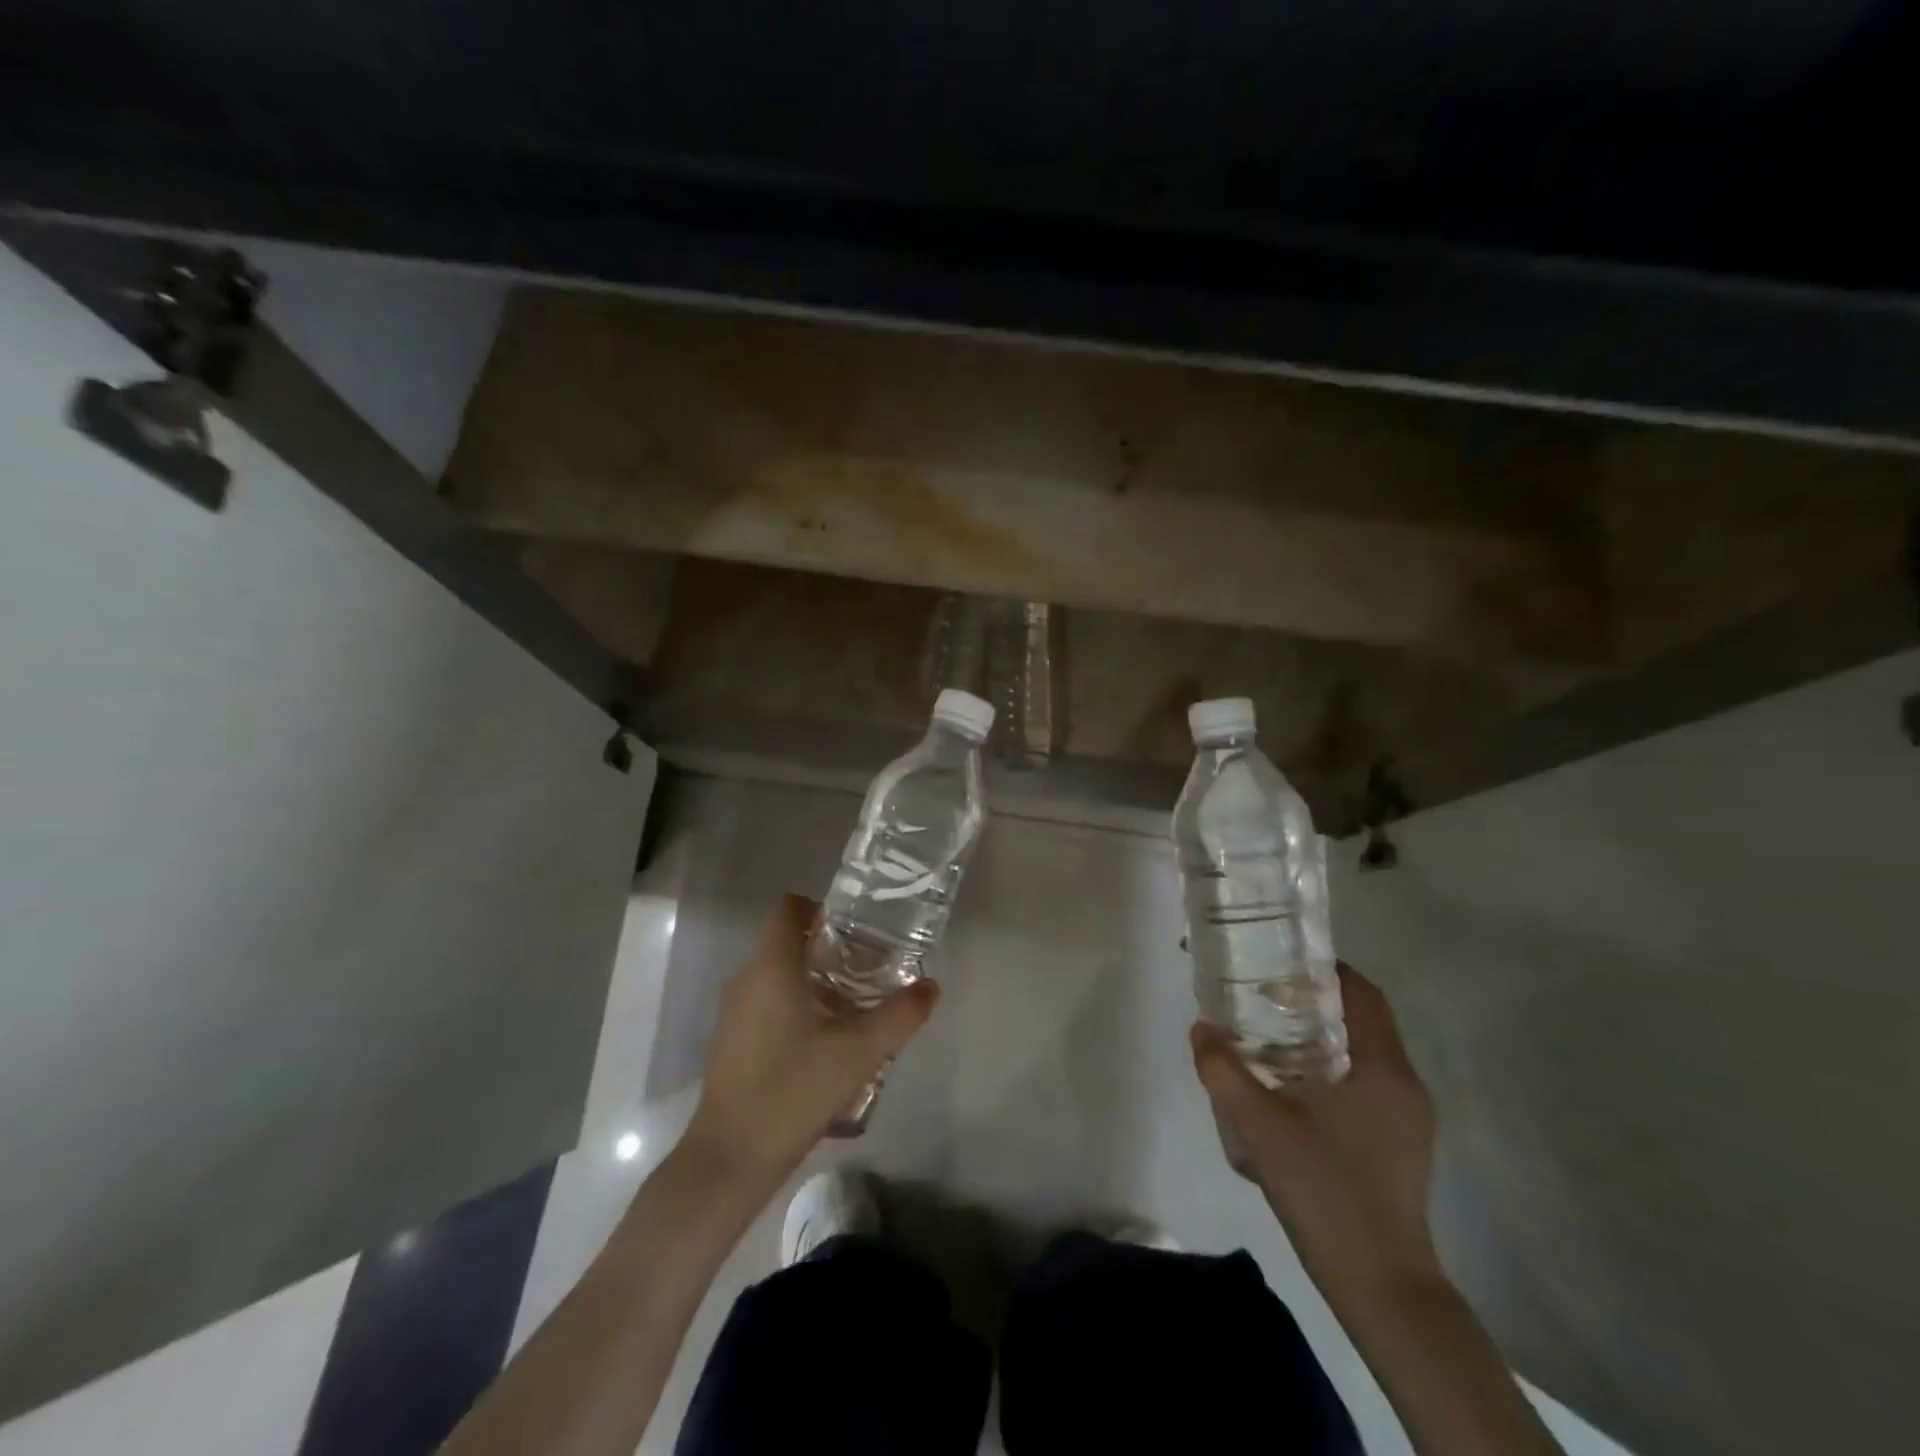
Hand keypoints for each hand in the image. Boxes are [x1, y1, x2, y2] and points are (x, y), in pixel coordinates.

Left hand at [685, 895, 937, 1190]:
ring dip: (815, 979)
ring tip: (855, 1003)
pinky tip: (826, 1040)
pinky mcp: (733, 1041)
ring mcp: (735, 1012)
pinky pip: (768, 1003)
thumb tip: (931, 986)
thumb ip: (900, 1015)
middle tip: (869, 966)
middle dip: (829, 947)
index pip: (789, 908)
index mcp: (772, 967)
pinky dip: (797, 1005)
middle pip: (787, 941)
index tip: (856, 928)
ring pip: (778, 975)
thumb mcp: (860, 1052)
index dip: (822, 908)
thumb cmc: (794, 1090)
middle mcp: (747, 979)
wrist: (731, 1158)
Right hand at [1191, 965, 1441, 1307]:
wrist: (1381, 1287)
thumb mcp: (1261, 1126)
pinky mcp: (1400, 1146)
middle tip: (1264, 994)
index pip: (1363, 994)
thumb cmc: (1327, 1191)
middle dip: (1316, 1001)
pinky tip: (1292, 1088)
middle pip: (1363, 1020)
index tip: (1282, 961)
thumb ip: (1224, 1071)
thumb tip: (1200, 1029)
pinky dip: (1331, 1068)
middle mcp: (1404, 1085)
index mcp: (1383, 1069)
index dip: (1327, 969)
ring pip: (1364, 1054)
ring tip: (1270, 1035)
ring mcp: (1408, 1119)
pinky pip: (1365, 1084)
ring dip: (1322, 1036)